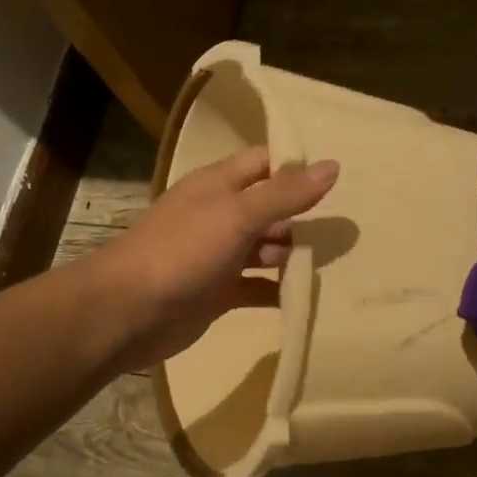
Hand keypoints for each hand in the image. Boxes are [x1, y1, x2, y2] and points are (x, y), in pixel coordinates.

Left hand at [89, 147, 338, 370]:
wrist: (127, 312)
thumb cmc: (182, 252)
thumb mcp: (237, 215)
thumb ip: (285, 193)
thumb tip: (333, 165)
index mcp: (219, 185)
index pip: (266, 164)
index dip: (299, 168)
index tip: (343, 179)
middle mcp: (220, 216)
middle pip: (271, 209)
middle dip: (304, 218)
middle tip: (349, 230)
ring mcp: (219, 256)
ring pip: (267, 249)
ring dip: (295, 256)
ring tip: (339, 263)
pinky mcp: (219, 292)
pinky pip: (259, 287)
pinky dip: (280, 291)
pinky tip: (309, 296)